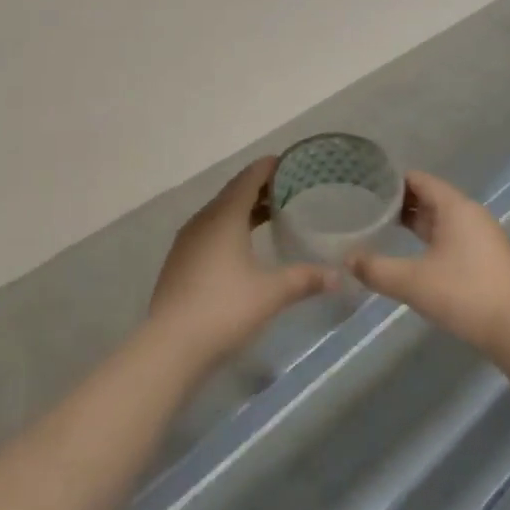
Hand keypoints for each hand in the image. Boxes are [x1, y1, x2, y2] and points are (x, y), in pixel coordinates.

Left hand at [147, 157, 332, 370]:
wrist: (170, 346)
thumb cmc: (225, 308)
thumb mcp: (272, 292)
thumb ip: (305, 279)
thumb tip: (338, 277)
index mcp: (224, 217)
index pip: (248, 179)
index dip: (269, 168)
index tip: (290, 163)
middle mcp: (203, 221)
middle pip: (233, 193)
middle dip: (259, 188)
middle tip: (288, 189)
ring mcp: (187, 242)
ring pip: (219, 213)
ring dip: (244, 209)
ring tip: (270, 215)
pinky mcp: (179, 262)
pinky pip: (209, 231)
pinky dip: (229, 228)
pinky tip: (243, 246)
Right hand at [347, 171, 509, 350]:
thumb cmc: (462, 293)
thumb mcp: (411, 282)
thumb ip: (375, 269)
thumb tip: (347, 259)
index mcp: (454, 207)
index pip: (419, 180)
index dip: (392, 182)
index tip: (367, 187)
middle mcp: (471, 213)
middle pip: (431, 197)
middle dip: (401, 203)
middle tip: (369, 209)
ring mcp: (483, 234)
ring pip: (443, 218)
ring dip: (417, 222)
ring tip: (386, 229)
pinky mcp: (488, 255)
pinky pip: (454, 235)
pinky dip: (433, 237)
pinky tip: (416, 254)